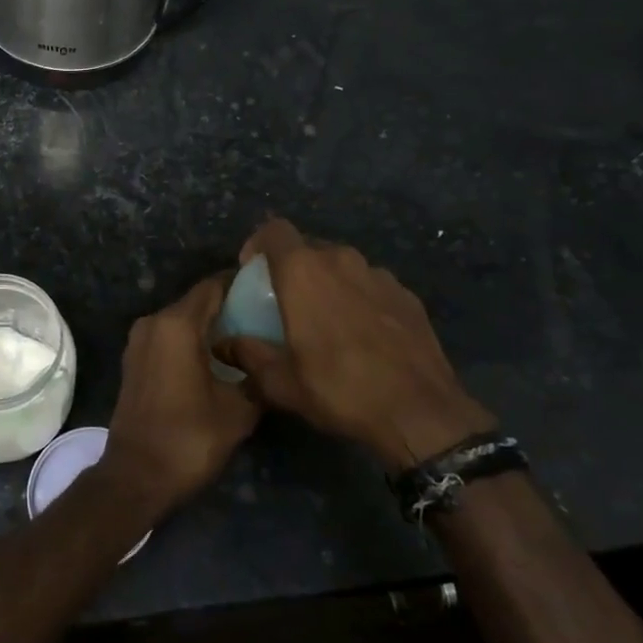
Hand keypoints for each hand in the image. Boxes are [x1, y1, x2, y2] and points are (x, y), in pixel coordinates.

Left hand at [100, 274, 259, 521]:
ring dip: (209, 325)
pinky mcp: (134, 359)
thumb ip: (257, 376)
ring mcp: (139, 340)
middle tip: (264, 317)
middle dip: (228, 306)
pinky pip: (168, 337)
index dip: (241, 284)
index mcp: (177, 324)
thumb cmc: (189, 438)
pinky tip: (217, 358)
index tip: (268, 291)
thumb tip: (269, 362)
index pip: (214, 286)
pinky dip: (191, 340)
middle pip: (197, 301)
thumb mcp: (238, 410)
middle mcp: (153, 322)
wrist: (136, 476)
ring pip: (182, 319)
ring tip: (246, 338)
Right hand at [216, 218, 493, 469]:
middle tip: (286, 301)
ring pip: (342, 265)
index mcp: (303, 271)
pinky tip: (363, 334)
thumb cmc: (339, 389)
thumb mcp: (281, 382)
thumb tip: (222, 345)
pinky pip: (371, 285)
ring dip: (328, 282)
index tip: (252, 271)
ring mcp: (379, 275)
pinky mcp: (407, 294)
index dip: (258, 243)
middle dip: (293, 267)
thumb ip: (247, 356)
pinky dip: (359, 298)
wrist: (421, 412)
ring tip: (326, 319)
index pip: (274, 230)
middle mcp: (341, 260)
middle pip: (308, 247)